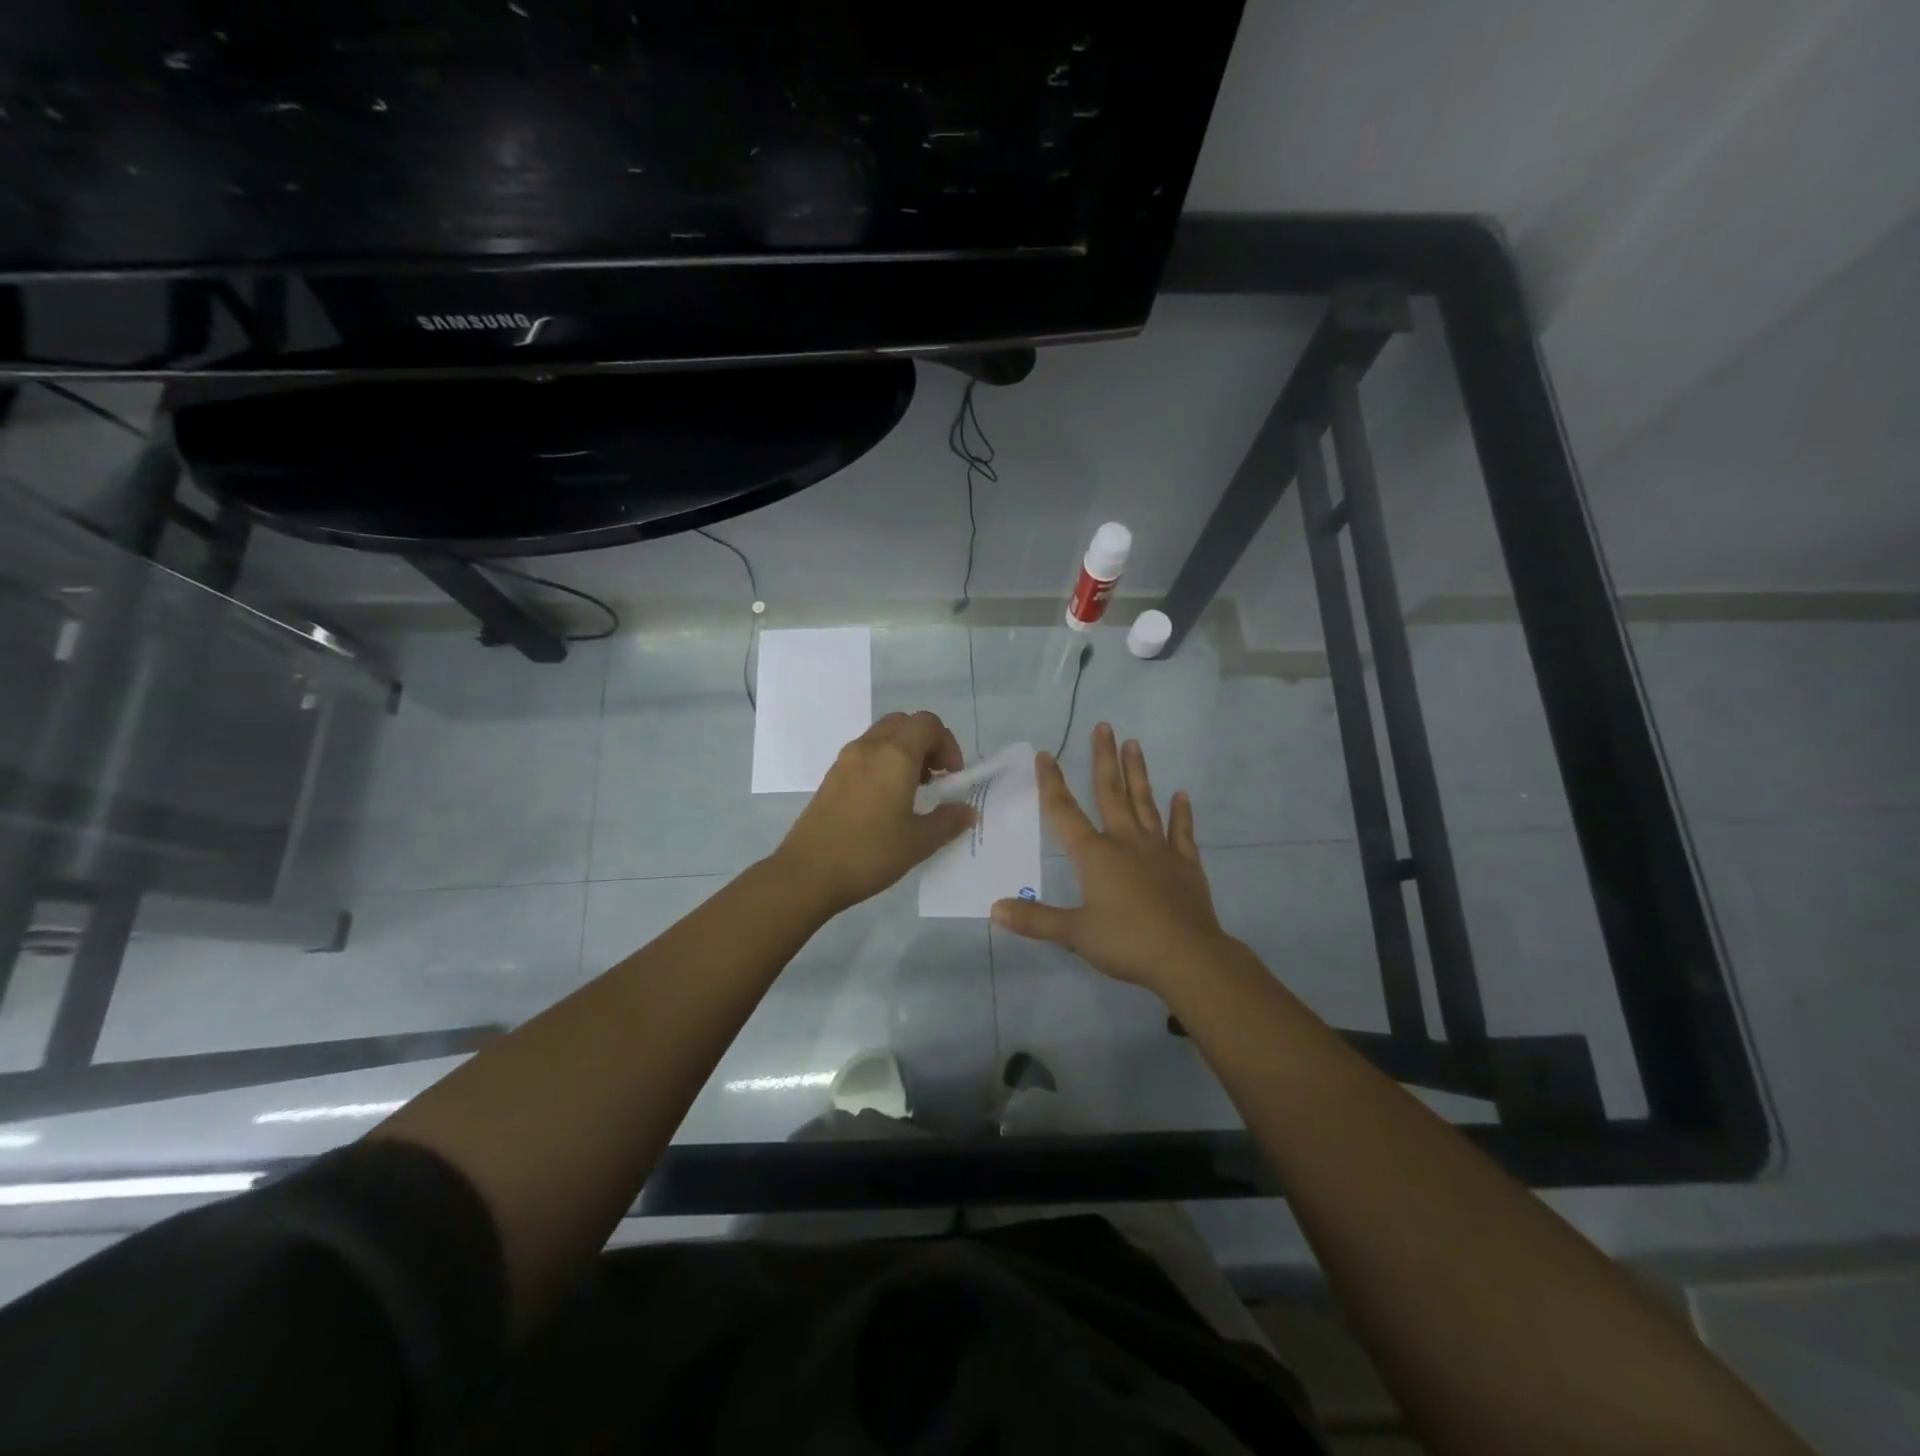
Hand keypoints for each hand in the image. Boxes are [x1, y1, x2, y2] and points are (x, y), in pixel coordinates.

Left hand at [771, 710, 976, 914]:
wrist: (808, 873)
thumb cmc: (869, 853)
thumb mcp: (919, 842)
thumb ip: (948, 821)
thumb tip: (967, 811)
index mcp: (896, 755)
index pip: (928, 724)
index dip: (947, 744)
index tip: (951, 777)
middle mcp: (870, 747)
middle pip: (904, 723)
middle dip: (926, 743)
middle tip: (934, 778)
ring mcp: (846, 760)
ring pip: (882, 736)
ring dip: (903, 751)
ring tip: (912, 790)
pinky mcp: (831, 776)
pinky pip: (864, 753)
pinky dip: (882, 762)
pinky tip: (885, 801)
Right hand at [992, 723, 1233, 991]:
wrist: (1188, 957)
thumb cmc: (1127, 942)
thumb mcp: (1075, 933)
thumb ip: (1035, 920)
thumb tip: (994, 909)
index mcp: (1095, 855)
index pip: (1065, 812)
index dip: (1052, 783)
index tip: (1046, 755)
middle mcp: (1125, 842)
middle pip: (1111, 792)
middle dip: (1104, 758)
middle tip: (1104, 726)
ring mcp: (1159, 850)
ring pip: (1145, 802)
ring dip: (1138, 773)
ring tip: (1134, 743)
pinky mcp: (1186, 864)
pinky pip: (1182, 832)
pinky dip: (1181, 813)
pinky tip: (1181, 795)